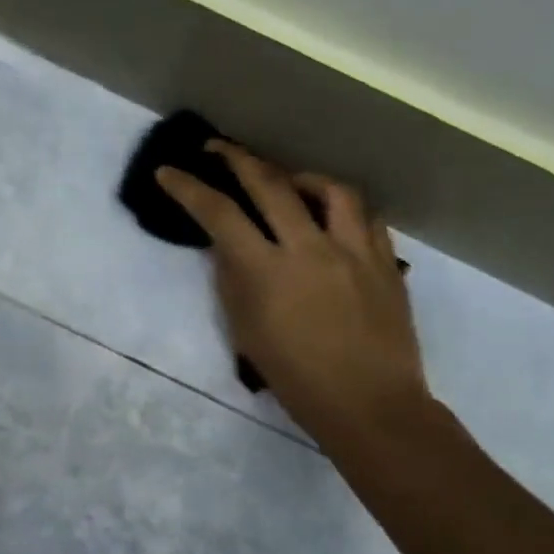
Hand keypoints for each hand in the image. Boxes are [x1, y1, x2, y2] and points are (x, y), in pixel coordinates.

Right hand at [156, 143, 429, 446]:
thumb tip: (227, 247)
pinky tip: (330, 216)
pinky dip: (341, 207)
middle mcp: (311, 248)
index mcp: (268, 271)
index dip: (188, 188)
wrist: (369, 404)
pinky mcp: (385, 262)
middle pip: (271, 184)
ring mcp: (354, 251)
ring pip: (330, 189)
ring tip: (286, 182)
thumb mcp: (245, 331)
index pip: (219, 214)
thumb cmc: (296, 377)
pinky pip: (365, 216)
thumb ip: (232, 280)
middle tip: (218, 148)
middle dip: (237, 158)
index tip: (168, 173)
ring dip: (299, 176)